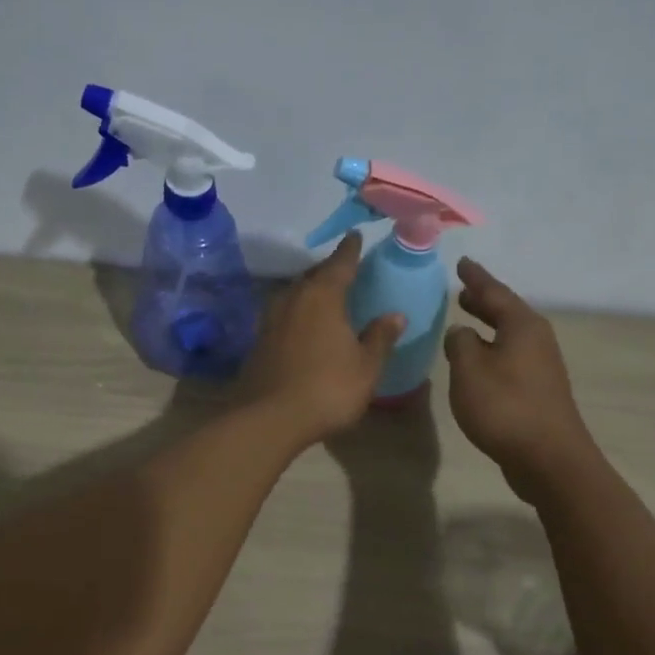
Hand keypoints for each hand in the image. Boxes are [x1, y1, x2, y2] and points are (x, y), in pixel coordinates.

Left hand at [240, 233, 403, 446]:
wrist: (269, 418)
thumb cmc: (327, 388)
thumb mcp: (366, 366)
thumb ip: (380, 337)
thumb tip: (395, 315)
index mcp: (323, 296)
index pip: (340, 263)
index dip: (350, 250)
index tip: (356, 236)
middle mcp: (293, 298)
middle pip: (313, 275)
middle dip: (329, 271)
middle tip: (344, 270)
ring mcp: (270, 319)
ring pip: (294, 294)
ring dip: (309, 292)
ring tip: (324, 297)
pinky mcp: (258, 340)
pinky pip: (283, 315)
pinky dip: (296, 313)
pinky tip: (303, 325)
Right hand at [445, 258, 596, 502]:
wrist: (548, 457)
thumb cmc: (505, 407)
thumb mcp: (469, 370)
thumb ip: (460, 344)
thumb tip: (461, 333)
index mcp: (521, 325)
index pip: (494, 291)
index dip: (475, 278)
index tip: (462, 263)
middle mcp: (536, 339)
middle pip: (506, 311)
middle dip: (483, 301)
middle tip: (462, 291)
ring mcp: (541, 365)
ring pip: (509, 335)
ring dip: (488, 326)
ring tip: (466, 320)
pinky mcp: (539, 390)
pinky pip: (510, 356)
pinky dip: (492, 349)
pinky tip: (479, 361)